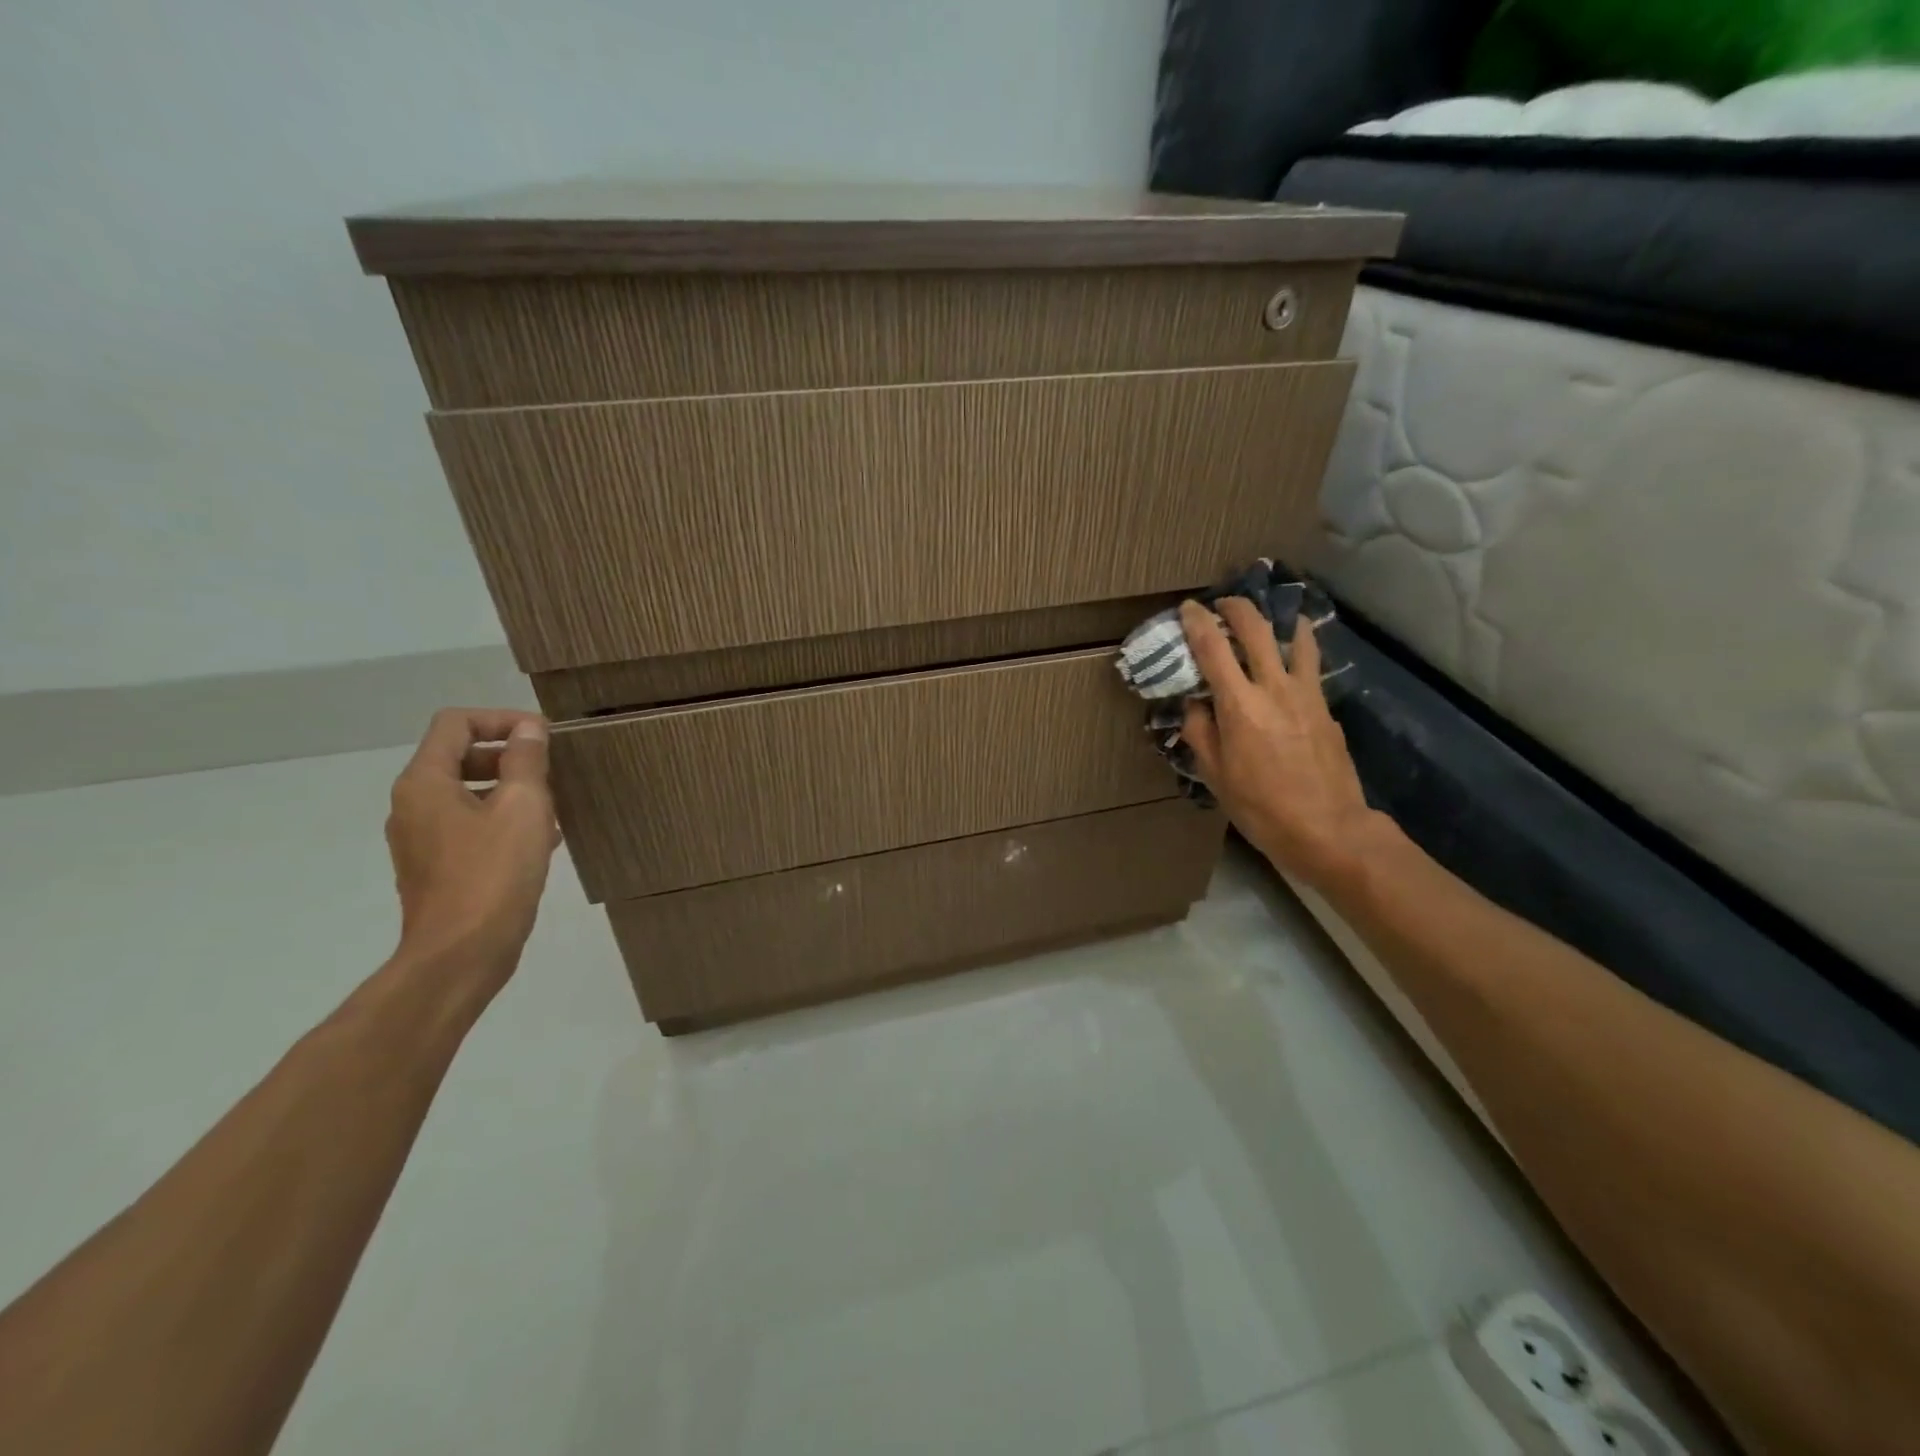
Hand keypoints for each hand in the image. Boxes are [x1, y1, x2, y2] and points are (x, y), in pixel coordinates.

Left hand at [386, 708, 559, 989]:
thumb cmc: (494, 874)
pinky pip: (469, 826)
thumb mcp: (523, 807)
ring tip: (552, 808)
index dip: (501, 719)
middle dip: (507, 756)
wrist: (461, 954)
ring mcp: (420, 839)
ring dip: (510, 791)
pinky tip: (539, 841)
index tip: (544, 738)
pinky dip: (501, 821)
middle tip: (551, 772)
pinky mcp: (435, 868)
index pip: (455, 724)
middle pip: (458, 756)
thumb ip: (525, 761)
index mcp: (425, 783)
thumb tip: (528, 729)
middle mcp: (412, 805)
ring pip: (467, 794)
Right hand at [1179, 598, 1382, 887]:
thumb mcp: (1215, 775)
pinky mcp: (1326, 706)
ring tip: (1267, 617)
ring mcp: (1306, 693)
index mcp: (1239, 705)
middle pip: (1256, 629)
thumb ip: (1201, 732)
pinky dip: (1298, 648)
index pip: (1213, 649)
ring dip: (1277, 619)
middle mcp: (1274, 688)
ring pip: (1295, 638)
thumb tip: (1195, 705)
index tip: (1188, 608)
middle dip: (1237, 608)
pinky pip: (1310, 664)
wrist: (1328, 829)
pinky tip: (1291, 655)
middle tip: (1223, 603)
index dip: (1197, 622)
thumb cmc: (1261, 807)